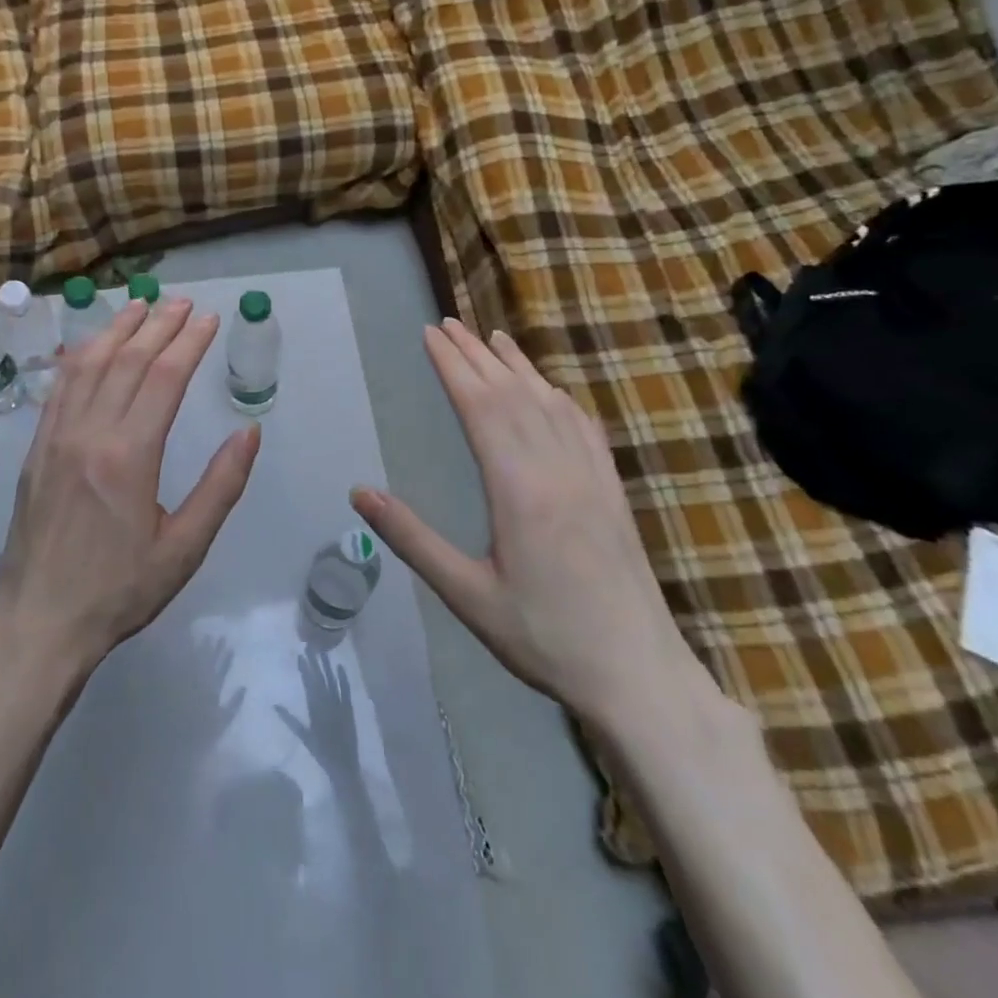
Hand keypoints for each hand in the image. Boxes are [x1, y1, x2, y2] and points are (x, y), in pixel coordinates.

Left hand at [0, 297, 260, 673]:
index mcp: (130, 455)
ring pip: (88, 365)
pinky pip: (59, 388)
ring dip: (117, 329)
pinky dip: (79, 356)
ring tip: (141, 306)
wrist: (39, 621)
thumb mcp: (185, 547)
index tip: (209, 319)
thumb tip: (249, 431)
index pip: (164, 378)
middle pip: (127, 361)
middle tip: (183, 303)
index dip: (189, 343)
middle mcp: (90, 433)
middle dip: (159, 326)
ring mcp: (56, 437)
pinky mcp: (36, 449)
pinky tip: (90, 344)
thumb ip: (220, 486)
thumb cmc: (120, 589)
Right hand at [350, 319, 713, 734]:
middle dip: (476, 354)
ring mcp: (590, 477)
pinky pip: (583, 428)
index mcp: (519, 488)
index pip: (480, 407)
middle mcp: (556, 468)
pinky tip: (551, 389)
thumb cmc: (543, 638)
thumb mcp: (466, 594)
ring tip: (493, 337)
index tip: (430, 334)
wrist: (636, 674)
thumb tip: (360, 492)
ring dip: (518, 366)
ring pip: (549, 403)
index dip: (453, 366)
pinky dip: (560, 398)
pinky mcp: (611, 491)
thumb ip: (412, 538)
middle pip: (512, 394)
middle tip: (448, 322)